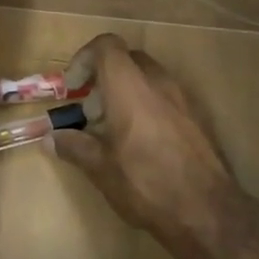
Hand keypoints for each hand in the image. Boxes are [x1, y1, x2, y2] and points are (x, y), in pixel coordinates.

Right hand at [52, 35, 237, 241]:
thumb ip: (74, 146)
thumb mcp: (100, 168)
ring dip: (127, 91)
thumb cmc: (145, 184)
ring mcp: (182, 99)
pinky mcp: (198, 118)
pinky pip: (166, 97)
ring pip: (149, 77)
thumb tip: (50, 138)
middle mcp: (158, 83)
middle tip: (91, 107)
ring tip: (113, 127)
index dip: (84, 58)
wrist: (207, 212)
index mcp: (129, 87)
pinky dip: (148, 106)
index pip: (106, 46)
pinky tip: (141, 142)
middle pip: (127, 59)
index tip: (73, 87)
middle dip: (104, 76)